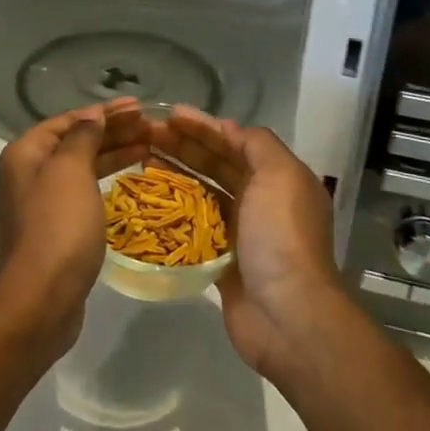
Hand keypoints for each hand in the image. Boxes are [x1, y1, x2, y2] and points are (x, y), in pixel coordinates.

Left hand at [0, 99, 147, 354]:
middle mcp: (31, 172)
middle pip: (77, 141)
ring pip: (84, 166)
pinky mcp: (59, 227)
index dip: (104, 111)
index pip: (69, 120)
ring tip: (150, 145)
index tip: (138, 107)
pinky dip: (109, 178)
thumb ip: (83, 137)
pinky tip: (132, 177)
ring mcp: (44, 202)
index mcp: (27, 153)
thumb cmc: (57, 226)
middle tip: (151, 126)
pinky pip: (87, 190)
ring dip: (115, 153)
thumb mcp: (70, 171)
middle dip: (113, 130)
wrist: (41, 298)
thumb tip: (92, 116)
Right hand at [150, 107, 345, 378]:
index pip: (236, 142)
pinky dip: (174, 214)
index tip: (169, 115)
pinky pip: (193, 229)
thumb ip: (256, 144)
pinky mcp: (221, 261)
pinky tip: (148, 202)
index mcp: (279, 178)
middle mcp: (261, 201)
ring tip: (141, 161)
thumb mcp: (279, 174)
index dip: (204, 126)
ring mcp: (241, 232)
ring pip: (202, 194)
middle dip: (183, 146)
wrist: (288, 315)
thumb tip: (227, 129)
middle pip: (216, 164)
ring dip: (175, 175)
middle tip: (146, 134)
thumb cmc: (281, 236)